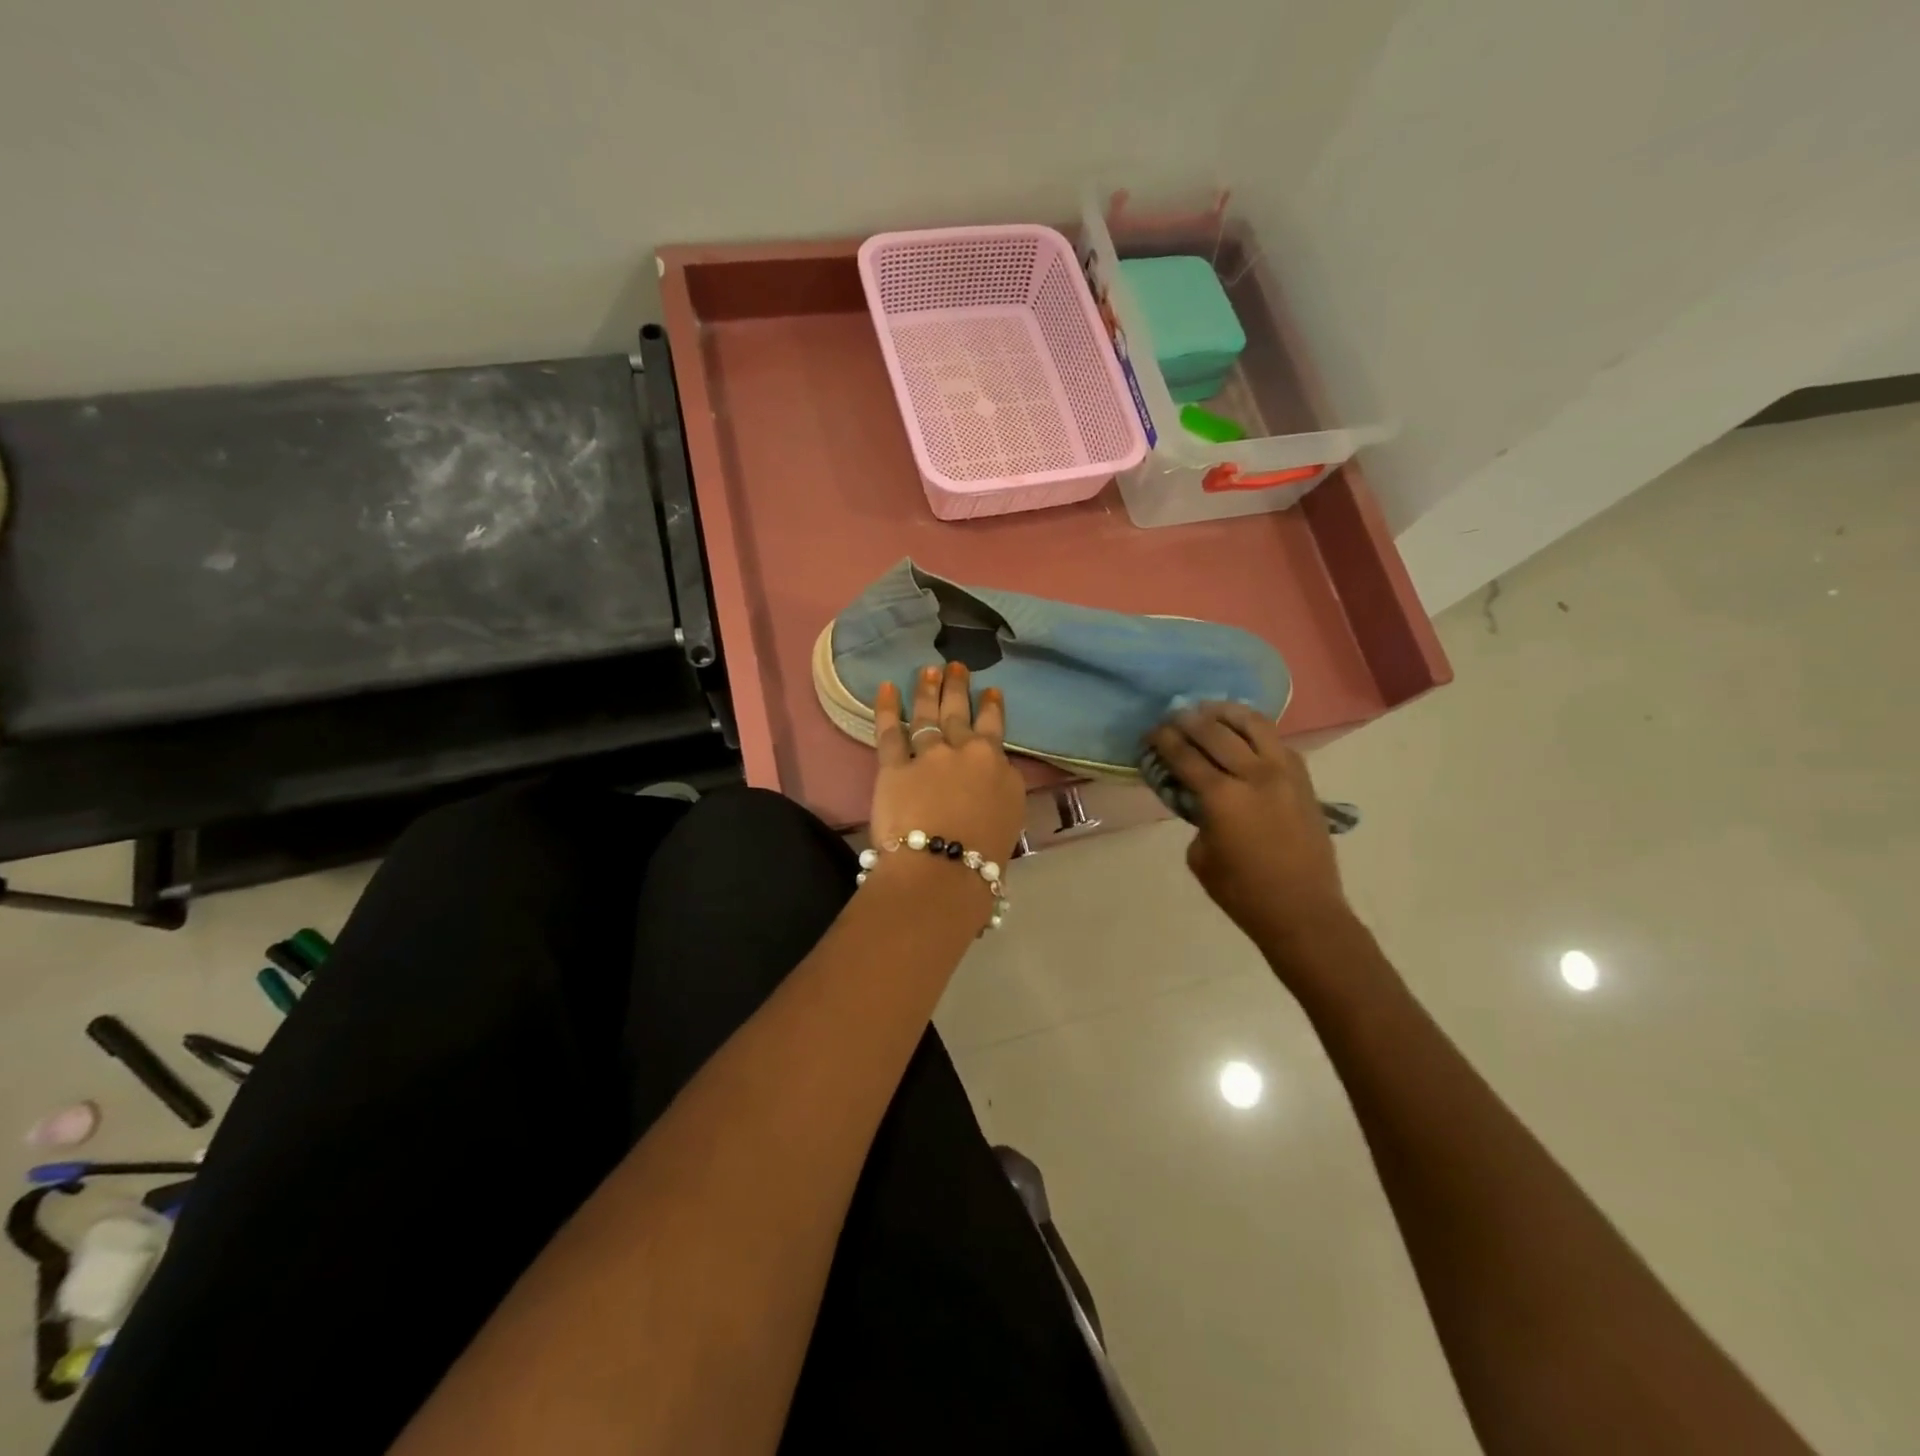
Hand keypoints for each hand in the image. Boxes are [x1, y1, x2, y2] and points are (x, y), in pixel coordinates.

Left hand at [870, 663, 1025, 869]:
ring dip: (927, 690)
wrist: (944, 868)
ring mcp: (927, 755)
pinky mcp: (894, 767)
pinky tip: (886, 688)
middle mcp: (963, 751)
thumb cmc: (985, 853)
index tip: (990, 691)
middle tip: (955, 666)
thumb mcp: (1011, 815)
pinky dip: (886, 708)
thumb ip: (1002, 786)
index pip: (994, 728)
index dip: (991, 707)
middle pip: (959, 713)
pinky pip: (889, 732)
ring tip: (927, 670)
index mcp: (995, 764)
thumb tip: (994, 772)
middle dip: (957, 687)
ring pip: (927, 715)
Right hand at [1146, 702, 1354, 961]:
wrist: (1302, 911)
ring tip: (1210, 710)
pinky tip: (1242, 730)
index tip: (1151, 731)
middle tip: (1173, 717)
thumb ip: (1196, 817)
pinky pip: (1277, 741)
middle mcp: (1254, 775)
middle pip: (1215, 732)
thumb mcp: (1200, 855)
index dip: (1164, 740)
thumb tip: (1198, 796)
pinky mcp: (1303, 780)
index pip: (1185, 755)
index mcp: (1222, 798)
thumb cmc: (1242, 892)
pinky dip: (1255, 730)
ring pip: (1253, 724)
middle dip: (1189, 720)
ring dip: (1226, 713)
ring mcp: (1284, 773)